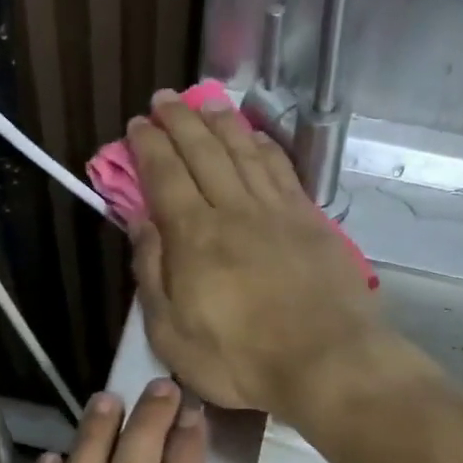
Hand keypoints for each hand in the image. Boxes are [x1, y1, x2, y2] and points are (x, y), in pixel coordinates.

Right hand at [125, 91, 380, 413]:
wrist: (325, 362)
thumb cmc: (239, 359)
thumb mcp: (171, 333)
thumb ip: (152, 274)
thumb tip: (139, 223)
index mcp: (194, 236)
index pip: (165, 175)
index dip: (148, 147)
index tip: (136, 126)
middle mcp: (234, 210)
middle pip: (204, 151)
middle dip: (180, 121)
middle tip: (164, 100)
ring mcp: (277, 211)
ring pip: (244, 151)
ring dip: (222, 122)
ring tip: (205, 102)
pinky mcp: (311, 220)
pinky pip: (282, 169)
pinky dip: (264, 146)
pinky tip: (256, 136)